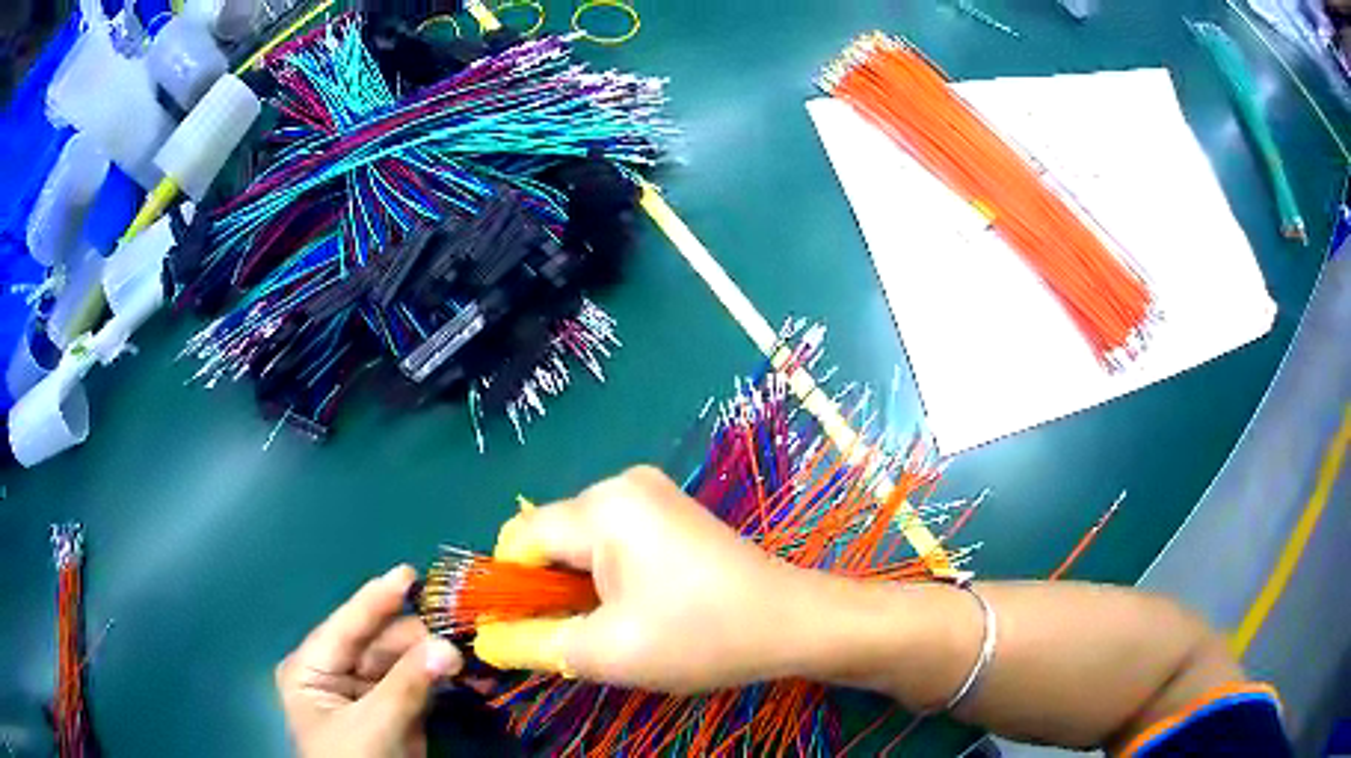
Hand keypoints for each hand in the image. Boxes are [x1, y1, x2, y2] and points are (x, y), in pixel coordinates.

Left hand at [277, 565, 463, 757]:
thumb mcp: (373, 726)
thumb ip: (407, 685)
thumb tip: (450, 645)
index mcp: (312, 668)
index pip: (346, 626)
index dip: (376, 600)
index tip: (409, 573)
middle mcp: (337, 674)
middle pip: (379, 644)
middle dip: (418, 635)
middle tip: (459, 623)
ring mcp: (367, 695)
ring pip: (404, 664)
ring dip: (436, 658)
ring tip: (472, 647)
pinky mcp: (395, 714)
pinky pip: (419, 688)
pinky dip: (443, 682)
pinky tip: (470, 674)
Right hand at [474, 466, 804, 694]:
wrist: (793, 623)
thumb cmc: (700, 636)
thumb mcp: (604, 651)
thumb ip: (531, 643)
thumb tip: (485, 640)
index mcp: (601, 506)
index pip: (519, 541)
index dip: (508, 589)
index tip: (520, 634)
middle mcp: (621, 485)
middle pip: (550, 539)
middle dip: (547, 592)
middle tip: (575, 639)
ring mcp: (651, 495)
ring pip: (580, 544)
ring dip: (577, 589)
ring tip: (611, 628)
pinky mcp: (669, 513)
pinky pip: (612, 542)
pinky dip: (605, 578)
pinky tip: (636, 609)